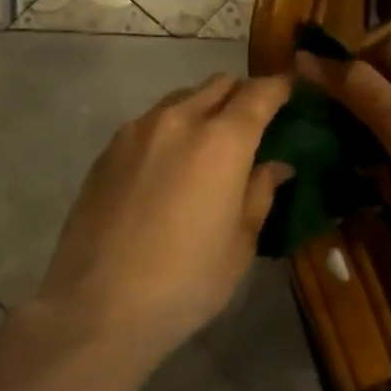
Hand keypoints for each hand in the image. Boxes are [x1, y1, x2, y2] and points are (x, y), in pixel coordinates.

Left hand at [35, 73, 293, 364]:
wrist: (98, 306)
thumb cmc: (187, 280)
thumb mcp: (241, 243)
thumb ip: (260, 192)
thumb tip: (274, 165)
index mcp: (222, 140)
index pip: (260, 94)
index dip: (281, 88)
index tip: (292, 92)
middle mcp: (179, 120)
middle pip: (219, 85)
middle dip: (242, 96)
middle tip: (253, 125)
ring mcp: (137, 131)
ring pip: (181, 99)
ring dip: (204, 109)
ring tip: (208, 146)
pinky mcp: (108, 150)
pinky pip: (150, 123)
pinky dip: (171, 130)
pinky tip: (169, 168)